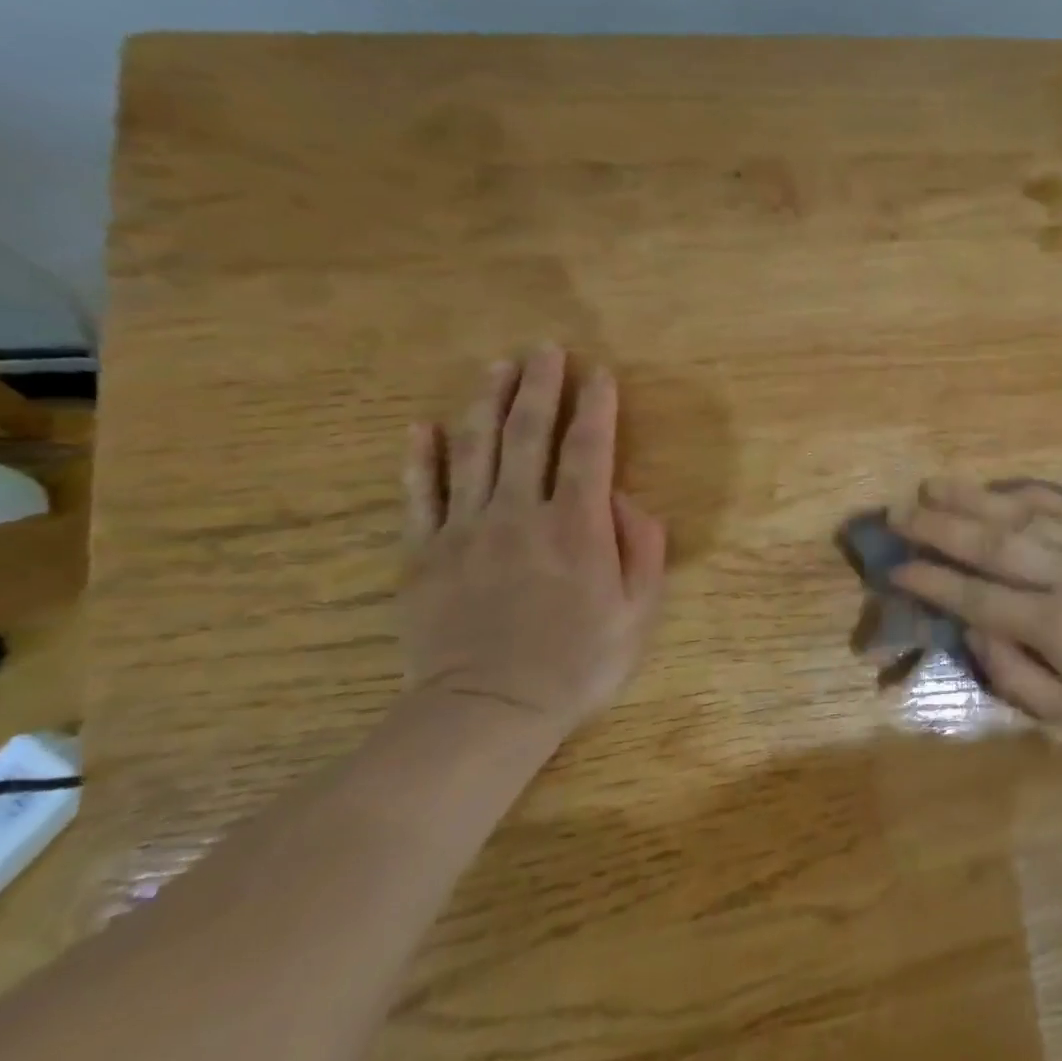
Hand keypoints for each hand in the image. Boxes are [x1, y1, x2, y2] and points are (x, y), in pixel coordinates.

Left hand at [399, 345, 667, 736]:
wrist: (488, 711)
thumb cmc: (577, 664)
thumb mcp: (637, 612)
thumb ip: (640, 548)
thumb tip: (626, 498)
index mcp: (577, 527)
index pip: (590, 450)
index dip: (597, 408)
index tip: (600, 374)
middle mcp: (521, 514)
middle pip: (529, 435)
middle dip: (541, 387)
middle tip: (546, 349)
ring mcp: (466, 530)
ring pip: (475, 451)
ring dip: (487, 402)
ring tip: (497, 366)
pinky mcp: (424, 554)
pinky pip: (421, 495)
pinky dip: (422, 458)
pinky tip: (424, 426)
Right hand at [888, 478, 1061, 741]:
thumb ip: (1014, 678)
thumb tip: (971, 630)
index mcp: (1058, 628)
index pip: (980, 598)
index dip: (934, 582)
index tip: (897, 568)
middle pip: (993, 545)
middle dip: (939, 528)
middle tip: (899, 514)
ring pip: (1022, 515)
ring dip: (972, 499)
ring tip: (931, 486)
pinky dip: (1023, 492)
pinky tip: (994, 486)